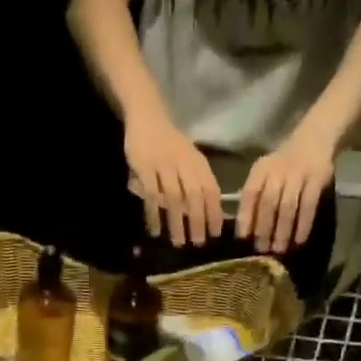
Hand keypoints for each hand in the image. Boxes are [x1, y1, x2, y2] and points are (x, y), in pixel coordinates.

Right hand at [125, 109, 223, 246]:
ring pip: (174, 198)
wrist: (147, 117)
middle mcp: (184, 163)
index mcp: (198, 162)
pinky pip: (151, 195)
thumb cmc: (170, 142)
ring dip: (177, 222)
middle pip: (195, 196)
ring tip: (178, 242)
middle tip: (198, 243)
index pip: (211, 189)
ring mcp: (163, 165)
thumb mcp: (188, 158)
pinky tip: (155, 230)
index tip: (216, 233)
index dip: (215, 211)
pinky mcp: (144, 168)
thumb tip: (204, 214)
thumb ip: (195, 181)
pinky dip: (154, 214)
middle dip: (198, 221)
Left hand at [237, 122, 335, 254]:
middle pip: (269, 203)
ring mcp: (298, 174)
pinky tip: (299, 240)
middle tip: (262, 250)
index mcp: (261, 170)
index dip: (246, 216)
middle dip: (264, 228)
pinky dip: (304, 224)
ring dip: (283, 230)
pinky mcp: (317, 179)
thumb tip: (245, 230)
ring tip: (279, 249)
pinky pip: (309, 205)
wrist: (313, 140)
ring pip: (288, 206)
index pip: (250, 194)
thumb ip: (255, 196)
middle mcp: (278, 171)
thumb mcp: (265, 173)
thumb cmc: (283, 165)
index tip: (243, 238)